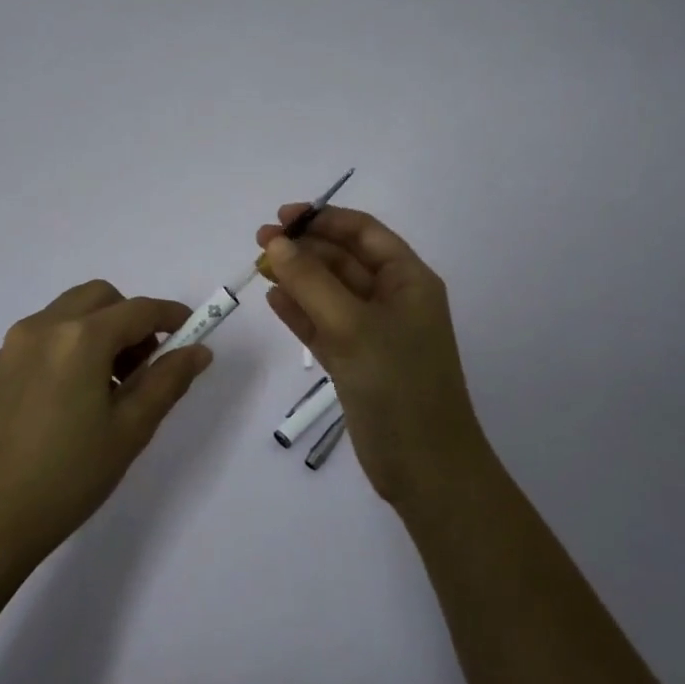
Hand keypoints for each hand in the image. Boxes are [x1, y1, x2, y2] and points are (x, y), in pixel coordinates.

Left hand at [0, 280, 213, 568]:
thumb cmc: (69, 475)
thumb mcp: (130, 429)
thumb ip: (167, 381)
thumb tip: (198, 350)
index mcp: (80, 338)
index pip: (138, 310)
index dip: (171, 316)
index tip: (193, 332)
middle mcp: (45, 326)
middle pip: (101, 298)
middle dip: (132, 319)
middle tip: (146, 366)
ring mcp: (18, 342)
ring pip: (73, 310)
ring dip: (102, 328)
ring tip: (113, 385)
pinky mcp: (2, 363)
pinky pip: (49, 331)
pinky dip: (75, 340)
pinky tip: (80, 391)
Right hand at [257, 207, 485, 506]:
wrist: (424, 466)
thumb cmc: (397, 383)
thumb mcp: (352, 325)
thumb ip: (311, 281)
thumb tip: (276, 243)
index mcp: (408, 280)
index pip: (364, 233)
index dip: (324, 219)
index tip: (282, 217)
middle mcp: (392, 300)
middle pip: (344, 260)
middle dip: (304, 248)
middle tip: (260, 243)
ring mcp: (373, 332)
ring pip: (330, 293)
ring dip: (298, 278)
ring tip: (259, 266)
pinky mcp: (355, 361)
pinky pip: (323, 325)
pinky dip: (299, 311)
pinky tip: (273, 299)